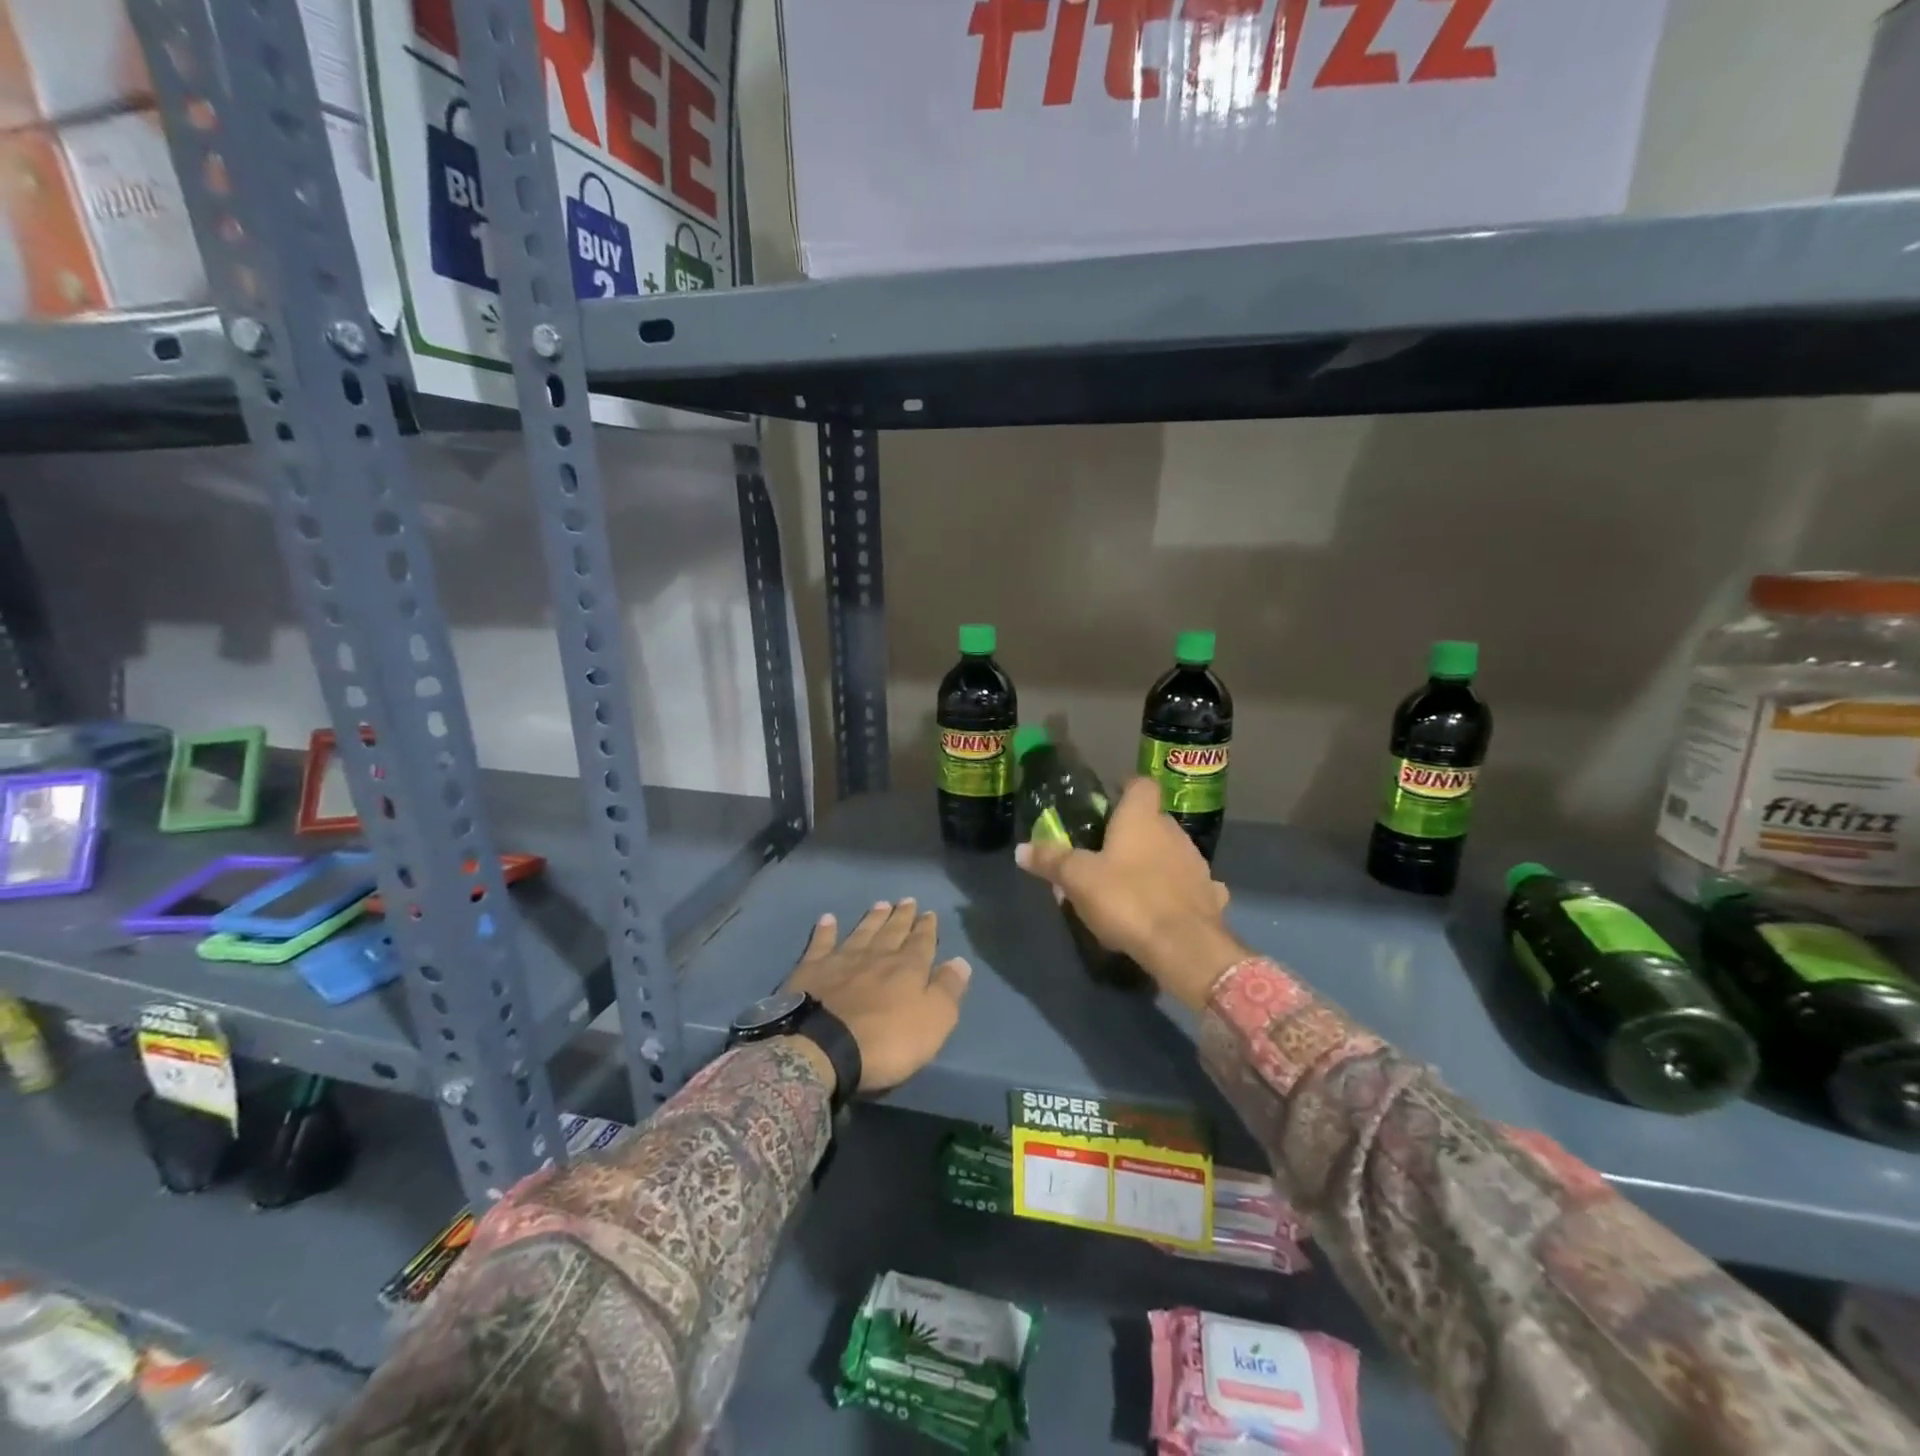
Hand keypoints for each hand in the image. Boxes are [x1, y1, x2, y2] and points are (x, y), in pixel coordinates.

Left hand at [782, 899, 971, 1092]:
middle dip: (902, 916)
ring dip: (873, 918)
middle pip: (892, 931)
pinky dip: (825, 930)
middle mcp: (877, 956)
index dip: (927, 928)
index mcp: (907, 968)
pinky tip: (828, 919)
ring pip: (862, 932)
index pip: (922, 942)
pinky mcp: (812, 970)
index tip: (929, 913)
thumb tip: (961, 961)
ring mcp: (842, 960)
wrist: (823, 1047)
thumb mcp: (933, 1022)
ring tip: (881, 904)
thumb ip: (947, 990)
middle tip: (907, 900)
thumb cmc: (886, 1041)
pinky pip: (821, 943)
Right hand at [1015, 778, 1242, 1009]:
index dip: (1124, 789)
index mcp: (1142, 818)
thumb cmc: (1127, 899)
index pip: (1140, 784)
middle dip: (1132, 832)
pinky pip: (1189, 886)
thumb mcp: (1077, 879)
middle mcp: (1174, 832)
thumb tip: (1021, 849)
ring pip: (1171, 852)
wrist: (1183, 946)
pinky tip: (1163, 907)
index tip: (1107, 802)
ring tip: (1129, 884)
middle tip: (1105, 852)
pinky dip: (1177, 891)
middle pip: (1153, 820)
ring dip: (1154, 862)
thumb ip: (1050, 860)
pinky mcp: (1210, 897)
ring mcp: (1196, 864)